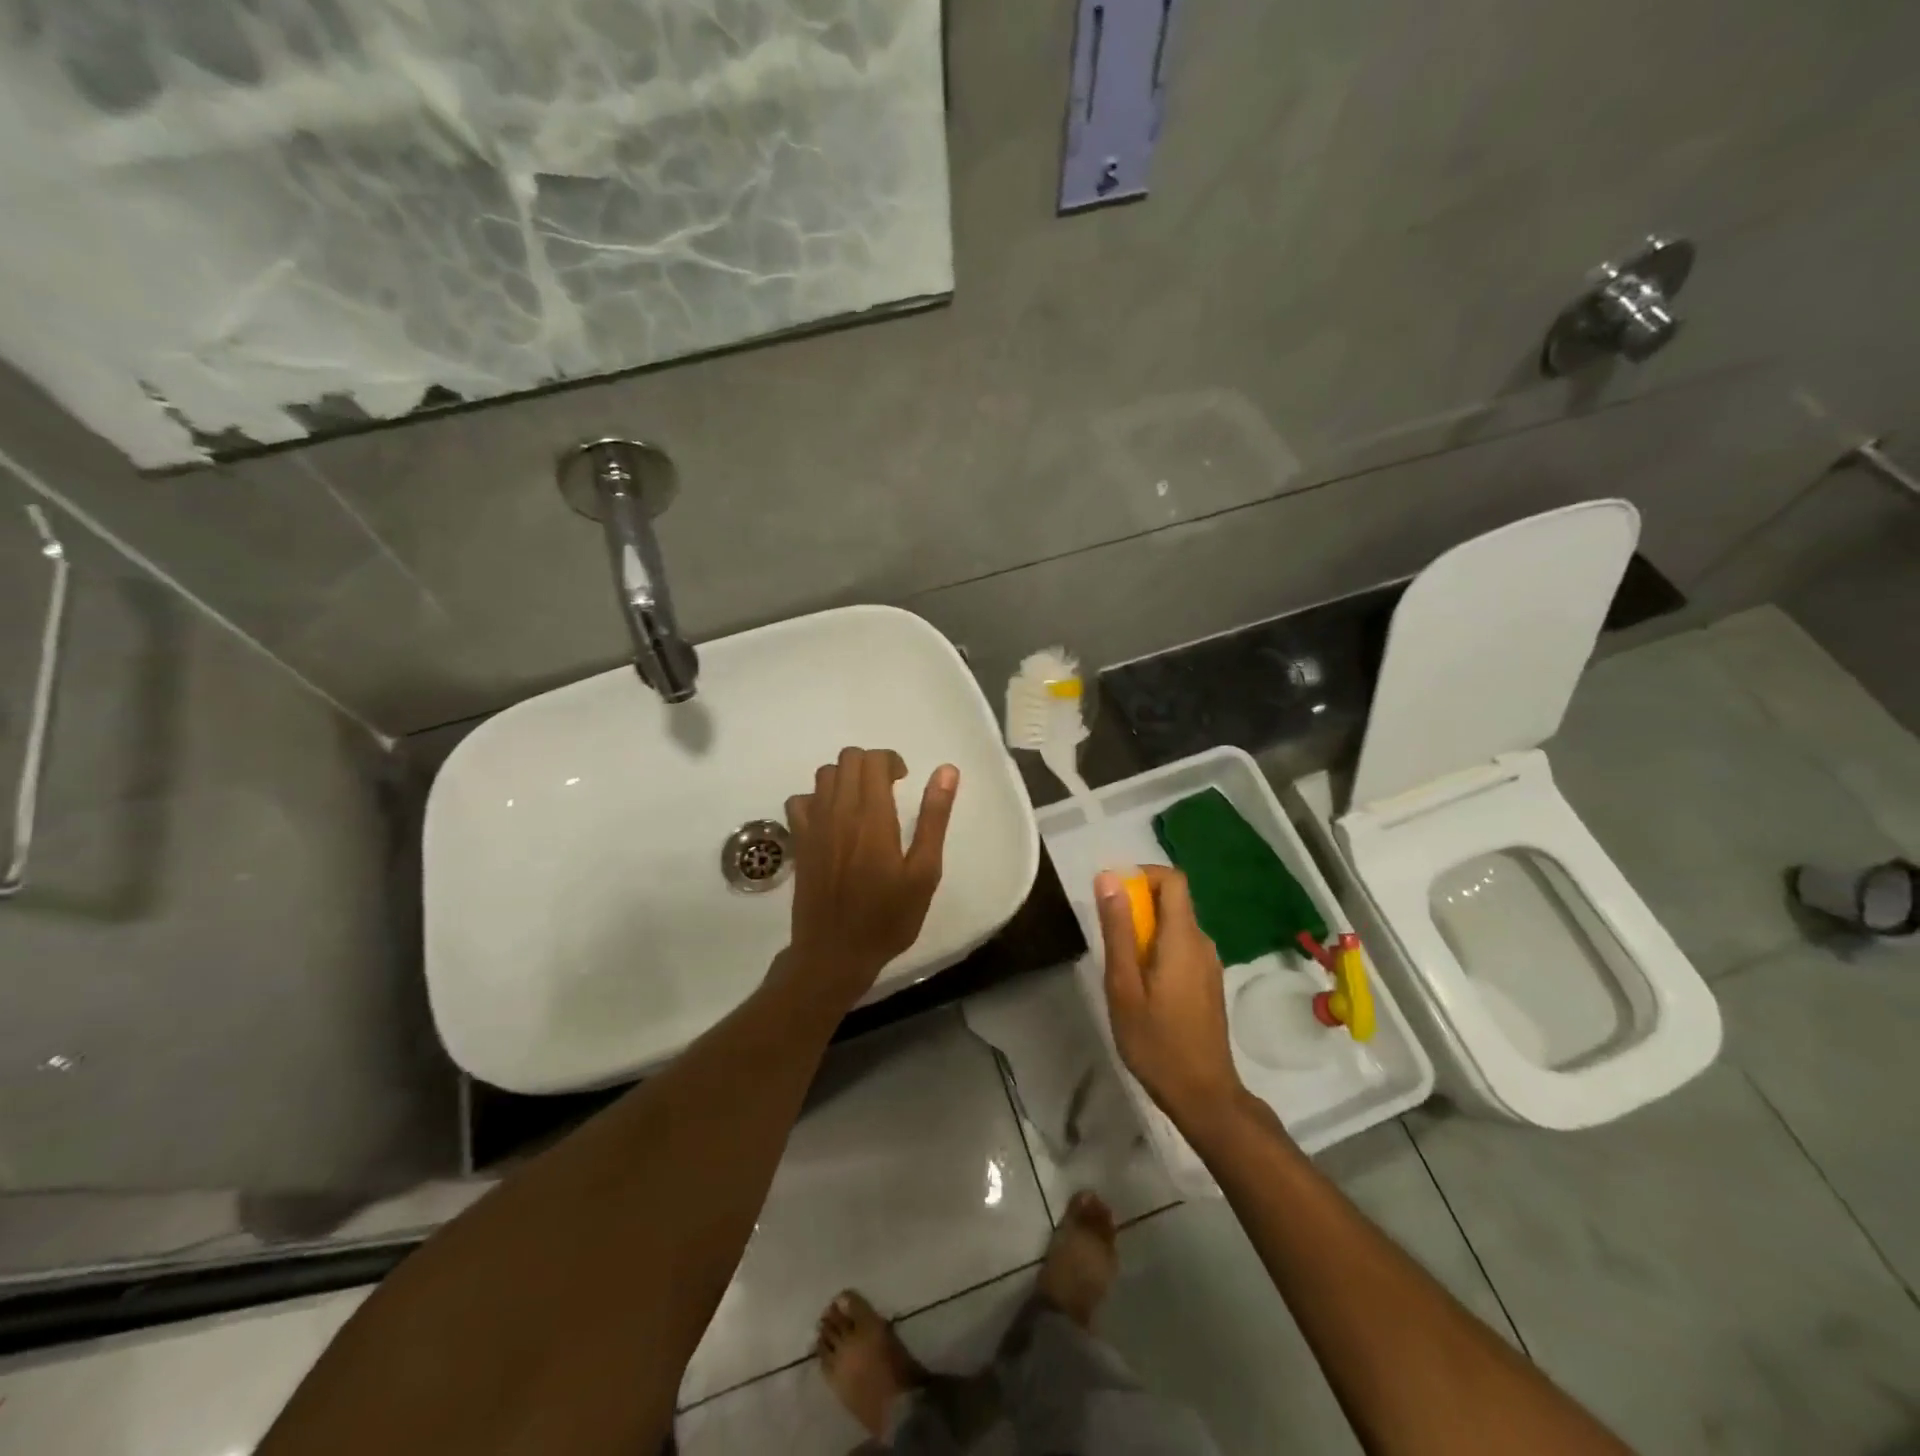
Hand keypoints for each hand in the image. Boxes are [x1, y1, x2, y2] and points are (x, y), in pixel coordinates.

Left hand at [782, 748, 958, 1004]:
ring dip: (845, 778)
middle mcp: (839, 811)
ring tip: (862, 803)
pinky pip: (800, 800)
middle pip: (847, 759)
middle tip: (887, 790)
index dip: (891, 761)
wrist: (835, 953)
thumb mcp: (923, 872)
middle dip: (870, 764)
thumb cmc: (887, 917)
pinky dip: (817, 799)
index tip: (904, 781)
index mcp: (873, 816)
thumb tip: (946, 771)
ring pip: (824, 774)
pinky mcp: (799, 841)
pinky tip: (832, 820)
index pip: (874, 760)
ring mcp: (813, 825)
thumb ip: (934, 818)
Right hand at [1095, 865, 1244, 1126]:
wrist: (1203, 1095)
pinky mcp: (1208, 982)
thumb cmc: (1156, 1041)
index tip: (1113, 893)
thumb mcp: (1124, 985)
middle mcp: (1203, 943)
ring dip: (1146, 929)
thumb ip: (1118, 929)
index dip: (1143, 874)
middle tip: (1109, 936)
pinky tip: (1141, 985)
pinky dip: (1159, 948)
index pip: (1173, 879)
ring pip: (1176, 925)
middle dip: (1138, 904)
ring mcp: (1209, 964)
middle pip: (1173, 900)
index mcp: (1183, 938)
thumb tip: (1108, 877)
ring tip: (1120, 965)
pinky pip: (1182, 946)